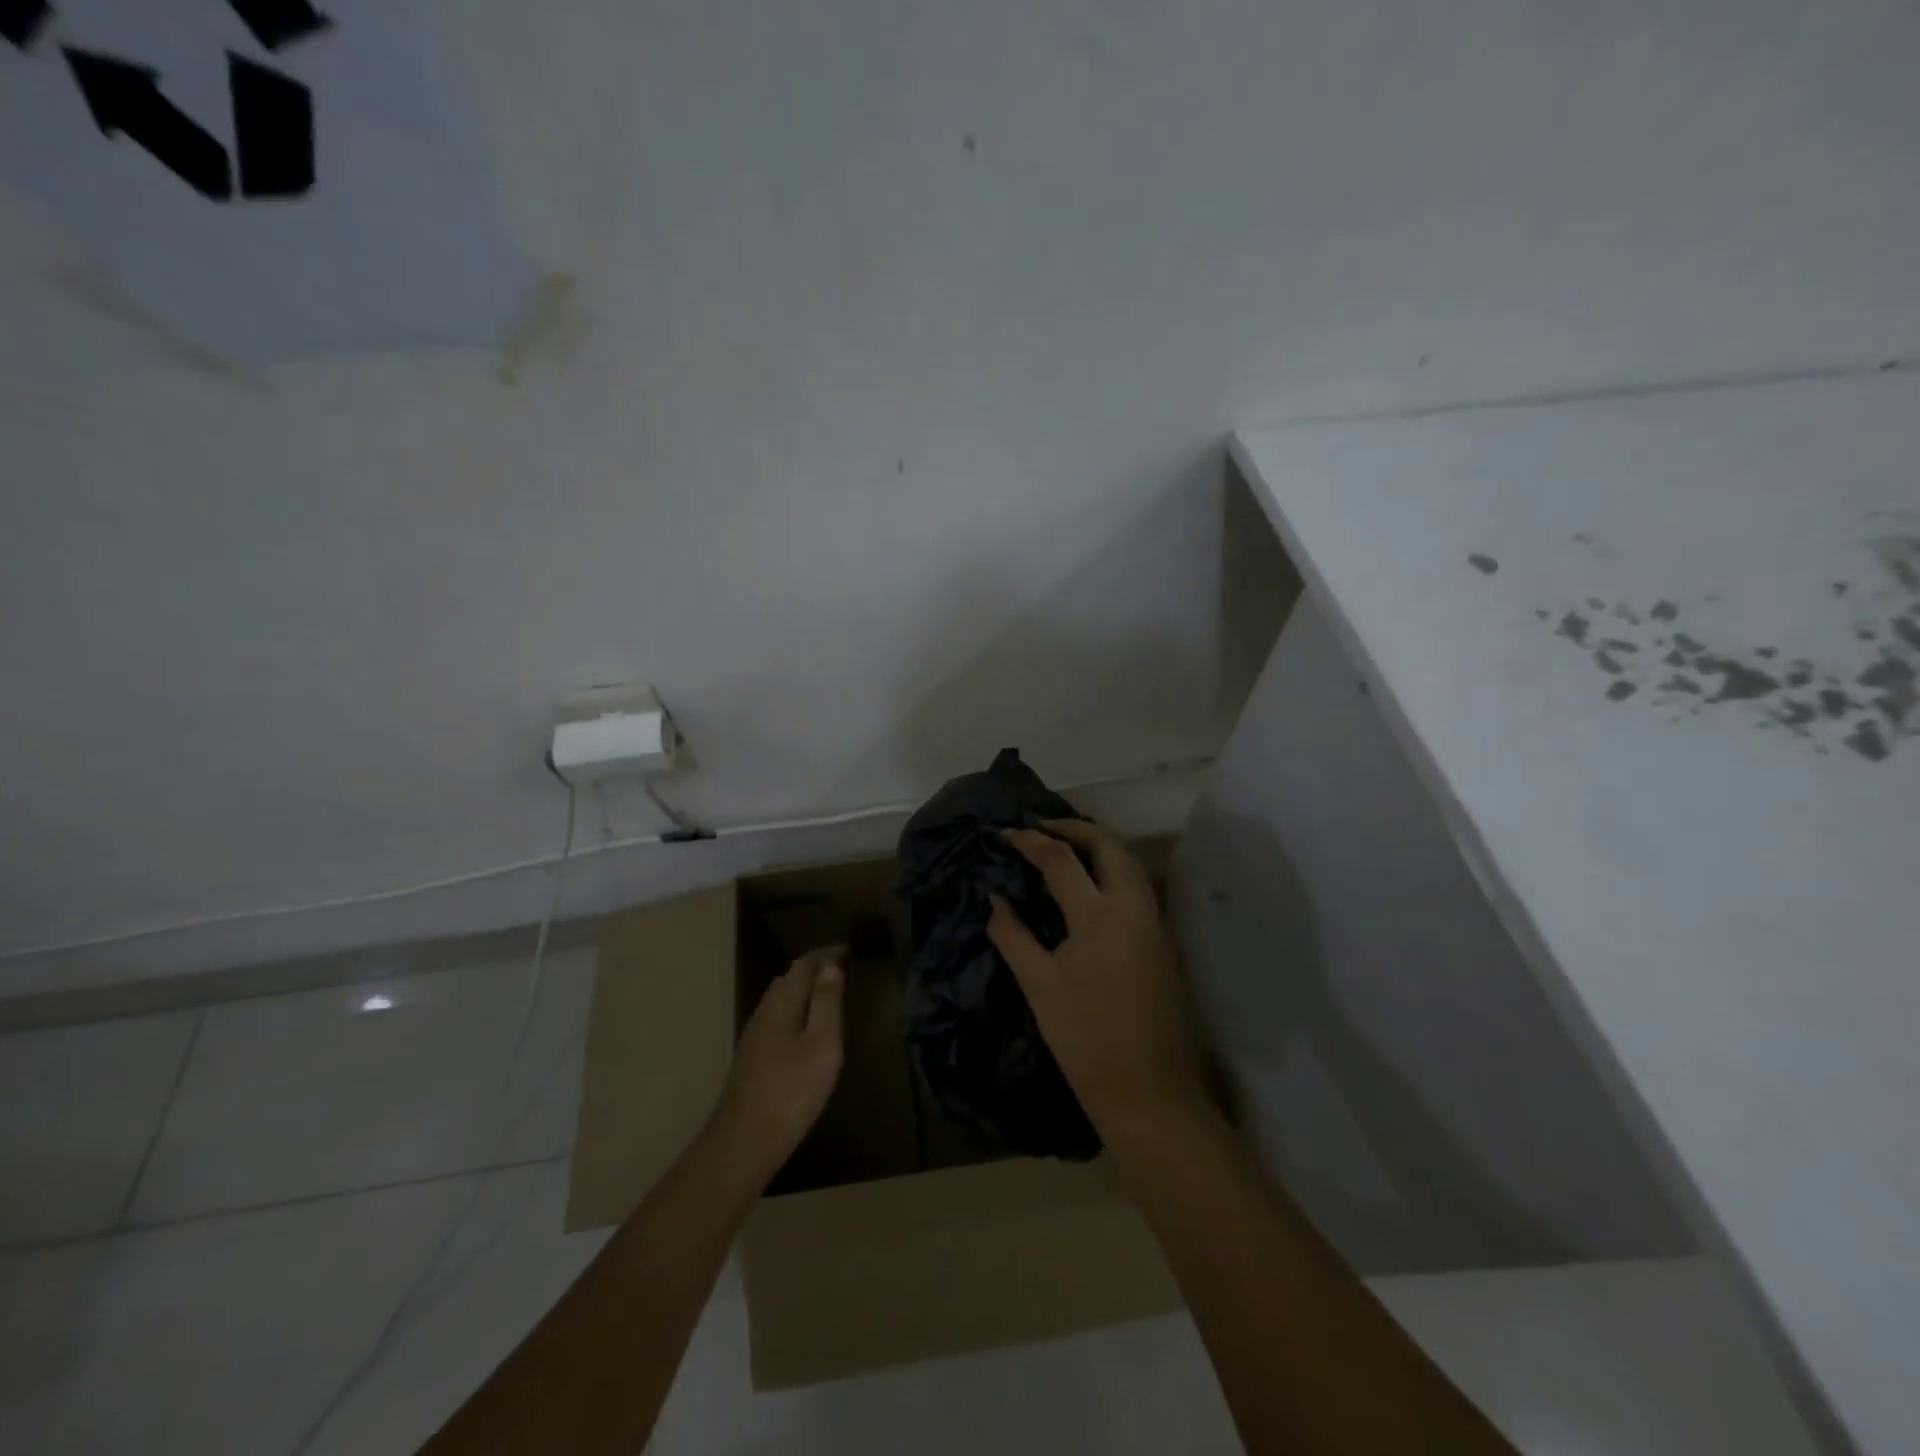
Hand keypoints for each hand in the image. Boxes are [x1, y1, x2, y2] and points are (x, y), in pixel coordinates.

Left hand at [706, 946, 845, 1180]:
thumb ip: (826, 1002)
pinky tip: (809, 1031)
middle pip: (790, 978)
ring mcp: (755, 1036)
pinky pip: (779, 1018)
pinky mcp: (753, 1058)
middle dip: (817, 968)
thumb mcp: (822, 1044)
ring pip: (782, 999)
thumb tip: (831, 964)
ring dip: (806, 990)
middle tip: (846, 969)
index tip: (852, 949)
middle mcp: (765, 1011)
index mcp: (782, 1002)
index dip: (827, 953)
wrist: (742, 1144)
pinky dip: (798, 1011)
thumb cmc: (791, 1091)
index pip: (804, 963)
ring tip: (833, 995)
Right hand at [990, 821, 1209, 1144]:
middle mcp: (1134, 907)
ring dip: (1097, 843)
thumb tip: (994, 898)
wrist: (1149, 1092)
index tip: (1003, 834)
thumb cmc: (1086, 1040)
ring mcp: (1154, 922)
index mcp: (1100, 916)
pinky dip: (1111, 867)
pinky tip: (1089, 881)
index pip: (1060, 859)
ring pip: (1129, 862)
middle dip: (1073, 827)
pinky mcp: (1161, 940)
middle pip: (1108, 845)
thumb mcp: (1039, 986)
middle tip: (1040, 826)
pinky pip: (1136, 885)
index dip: (1029, 840)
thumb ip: (1013, 935)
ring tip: (1062, 844)